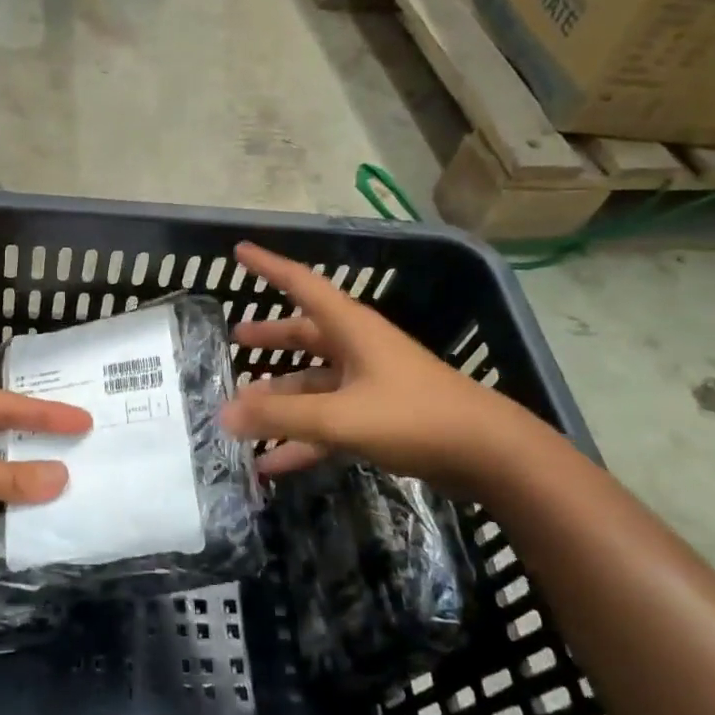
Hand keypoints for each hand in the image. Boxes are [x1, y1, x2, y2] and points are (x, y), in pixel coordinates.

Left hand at [0, 385, 91, 561]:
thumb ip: (5, 478)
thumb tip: (61, 481)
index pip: (8, 406)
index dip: (46, 413)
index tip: (84, 421)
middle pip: (1, 445)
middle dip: (34, 456)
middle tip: (79, 459)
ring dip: (15, 496)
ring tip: (61, 502)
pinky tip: (22, 537)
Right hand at [220, 242, 521, 490]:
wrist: (489, 455)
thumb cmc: (414, 417)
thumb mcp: (341, 416)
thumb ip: (282, 416)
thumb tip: (224, 414)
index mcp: (351, 329)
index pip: (302, 284)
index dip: (269, 266)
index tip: (239, 250)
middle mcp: (358, 349)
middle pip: (305, 335)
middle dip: (271, 338)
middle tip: (236, 339)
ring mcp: (369, 385)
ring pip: (313, 385)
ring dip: (280, 400)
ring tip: (241, 414)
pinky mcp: (379, 418)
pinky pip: (327, 423)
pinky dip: (300, 440)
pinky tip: (270, 463)